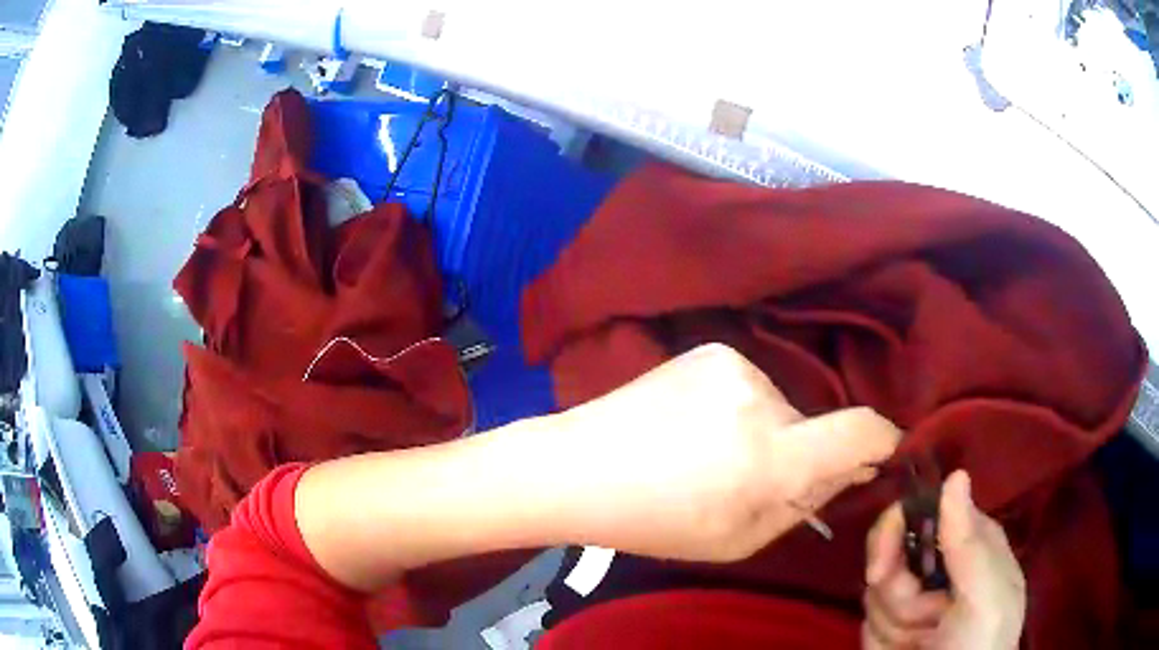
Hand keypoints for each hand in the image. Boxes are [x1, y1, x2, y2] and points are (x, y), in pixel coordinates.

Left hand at [553, 343, 900, 562]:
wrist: (579, 466)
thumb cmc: (655, 521)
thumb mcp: (739, 539)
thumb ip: (803, 505)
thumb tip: (851, 469)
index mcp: (769, 458)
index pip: (860, 430)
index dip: (882, 440)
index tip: (883, 452)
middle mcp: (760, 399)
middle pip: (812, 426)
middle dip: (798, 454)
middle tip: (746, 480)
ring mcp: (733, 365)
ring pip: (778, 408)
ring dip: (763, 432)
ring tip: (707, 454)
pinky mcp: (711, 350)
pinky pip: (748, 387)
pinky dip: (736, 410)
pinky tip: (691, 427)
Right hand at [862, 471, 1026, 648]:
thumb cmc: (982, 643)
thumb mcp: (985, 596)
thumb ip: (969, 543)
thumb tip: (955, 474)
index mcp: (968, 541)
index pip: (918, 511)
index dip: (892, 534)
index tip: (879, 569)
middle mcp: (939, 563)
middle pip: (888, 555)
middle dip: (897, 594)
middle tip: (923, 620)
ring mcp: (914, 597)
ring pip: (873, 594)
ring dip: (893, 626)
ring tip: (923, 642)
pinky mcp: (891, 628)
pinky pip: (867, 624)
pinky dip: (882, 642)